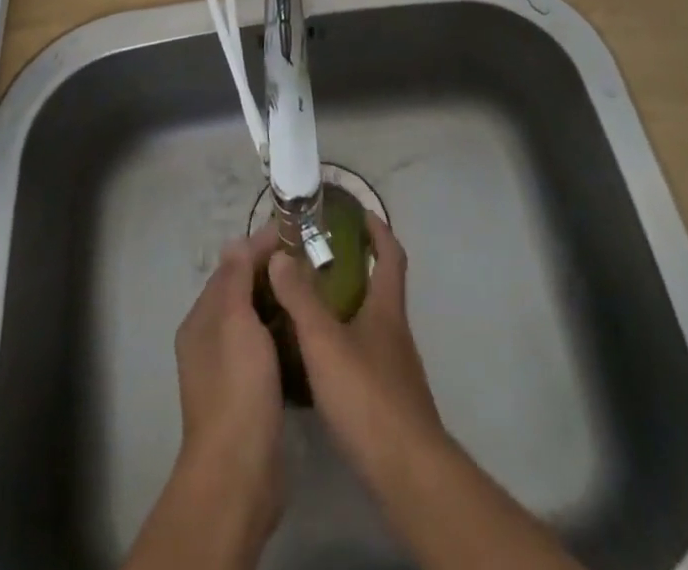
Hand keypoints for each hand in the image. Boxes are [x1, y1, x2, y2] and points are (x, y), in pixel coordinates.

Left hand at [171, 231, 286, 531]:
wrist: (239, 474)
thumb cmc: (237, 388)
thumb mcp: (235, 322)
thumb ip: (236, 280)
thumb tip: (236, 241)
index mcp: (202, 320)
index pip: (232, 268)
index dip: (260, 247)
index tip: (296, 232)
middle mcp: (211, 340)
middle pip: (244, 293)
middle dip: (273, 274)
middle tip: (314, 260)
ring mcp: (231, 370)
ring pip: (258, 322)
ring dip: (281, 304)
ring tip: (317, 289)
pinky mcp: (252, 395)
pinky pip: (268, 350)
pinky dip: (285, 335)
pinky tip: (310, 332)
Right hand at [265, 212, 444, 476]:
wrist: (407, 474)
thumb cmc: (368, 397)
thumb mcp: (325, 342)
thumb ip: (301, 298)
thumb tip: (280, 254)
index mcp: (386, 309)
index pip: (391, 254)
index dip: (378, 229)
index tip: (358, 212)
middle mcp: (394, 332)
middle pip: (379, 287)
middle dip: (353, 267)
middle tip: (314, 259)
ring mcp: (394, 368)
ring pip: (368, 323)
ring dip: (344, 307)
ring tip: (305, 304)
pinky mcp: (387, 401)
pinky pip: (362, 355)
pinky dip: (341, 344)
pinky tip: (315, 360)